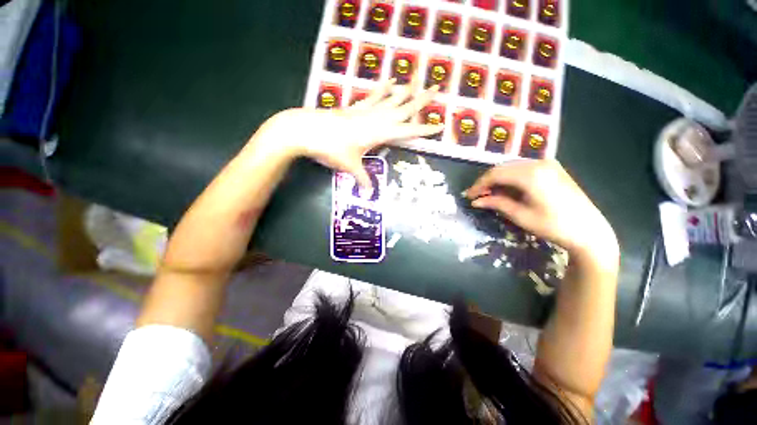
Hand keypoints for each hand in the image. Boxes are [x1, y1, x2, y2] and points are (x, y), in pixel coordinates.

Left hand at [260, 78, 442, 187]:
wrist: (306, 130)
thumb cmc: (331, 149)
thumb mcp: (350, 166)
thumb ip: (363, 179)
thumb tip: (369, 194)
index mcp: (379, 133)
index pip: (408, 132)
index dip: (424, 130)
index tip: (440, 125)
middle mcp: (376, 119)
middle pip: (403, 108)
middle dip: (421, 100)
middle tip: (436, 88)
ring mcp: (365, 111)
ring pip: (391, 99)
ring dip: (405, 90)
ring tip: (417, 80)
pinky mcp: (355, 107)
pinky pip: (373, 96)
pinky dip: (382, 89)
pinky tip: (390, 80)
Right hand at [465, 160, 618, 266]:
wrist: (590, 231)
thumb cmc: (554, 226)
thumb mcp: (521, 216)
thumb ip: (496, 204)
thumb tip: (476, 201)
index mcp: (531, 174)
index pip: (495, 174)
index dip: (479, 185)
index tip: (469, 196)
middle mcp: (539, 163)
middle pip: (503, 167)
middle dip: (487, 181)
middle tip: (478, 196)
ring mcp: (548, 164)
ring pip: (513, 167)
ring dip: (499, 179)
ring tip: (490, 194)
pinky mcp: (553, 169)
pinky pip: (524, 169)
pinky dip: (511, 178)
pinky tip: (508, 190)